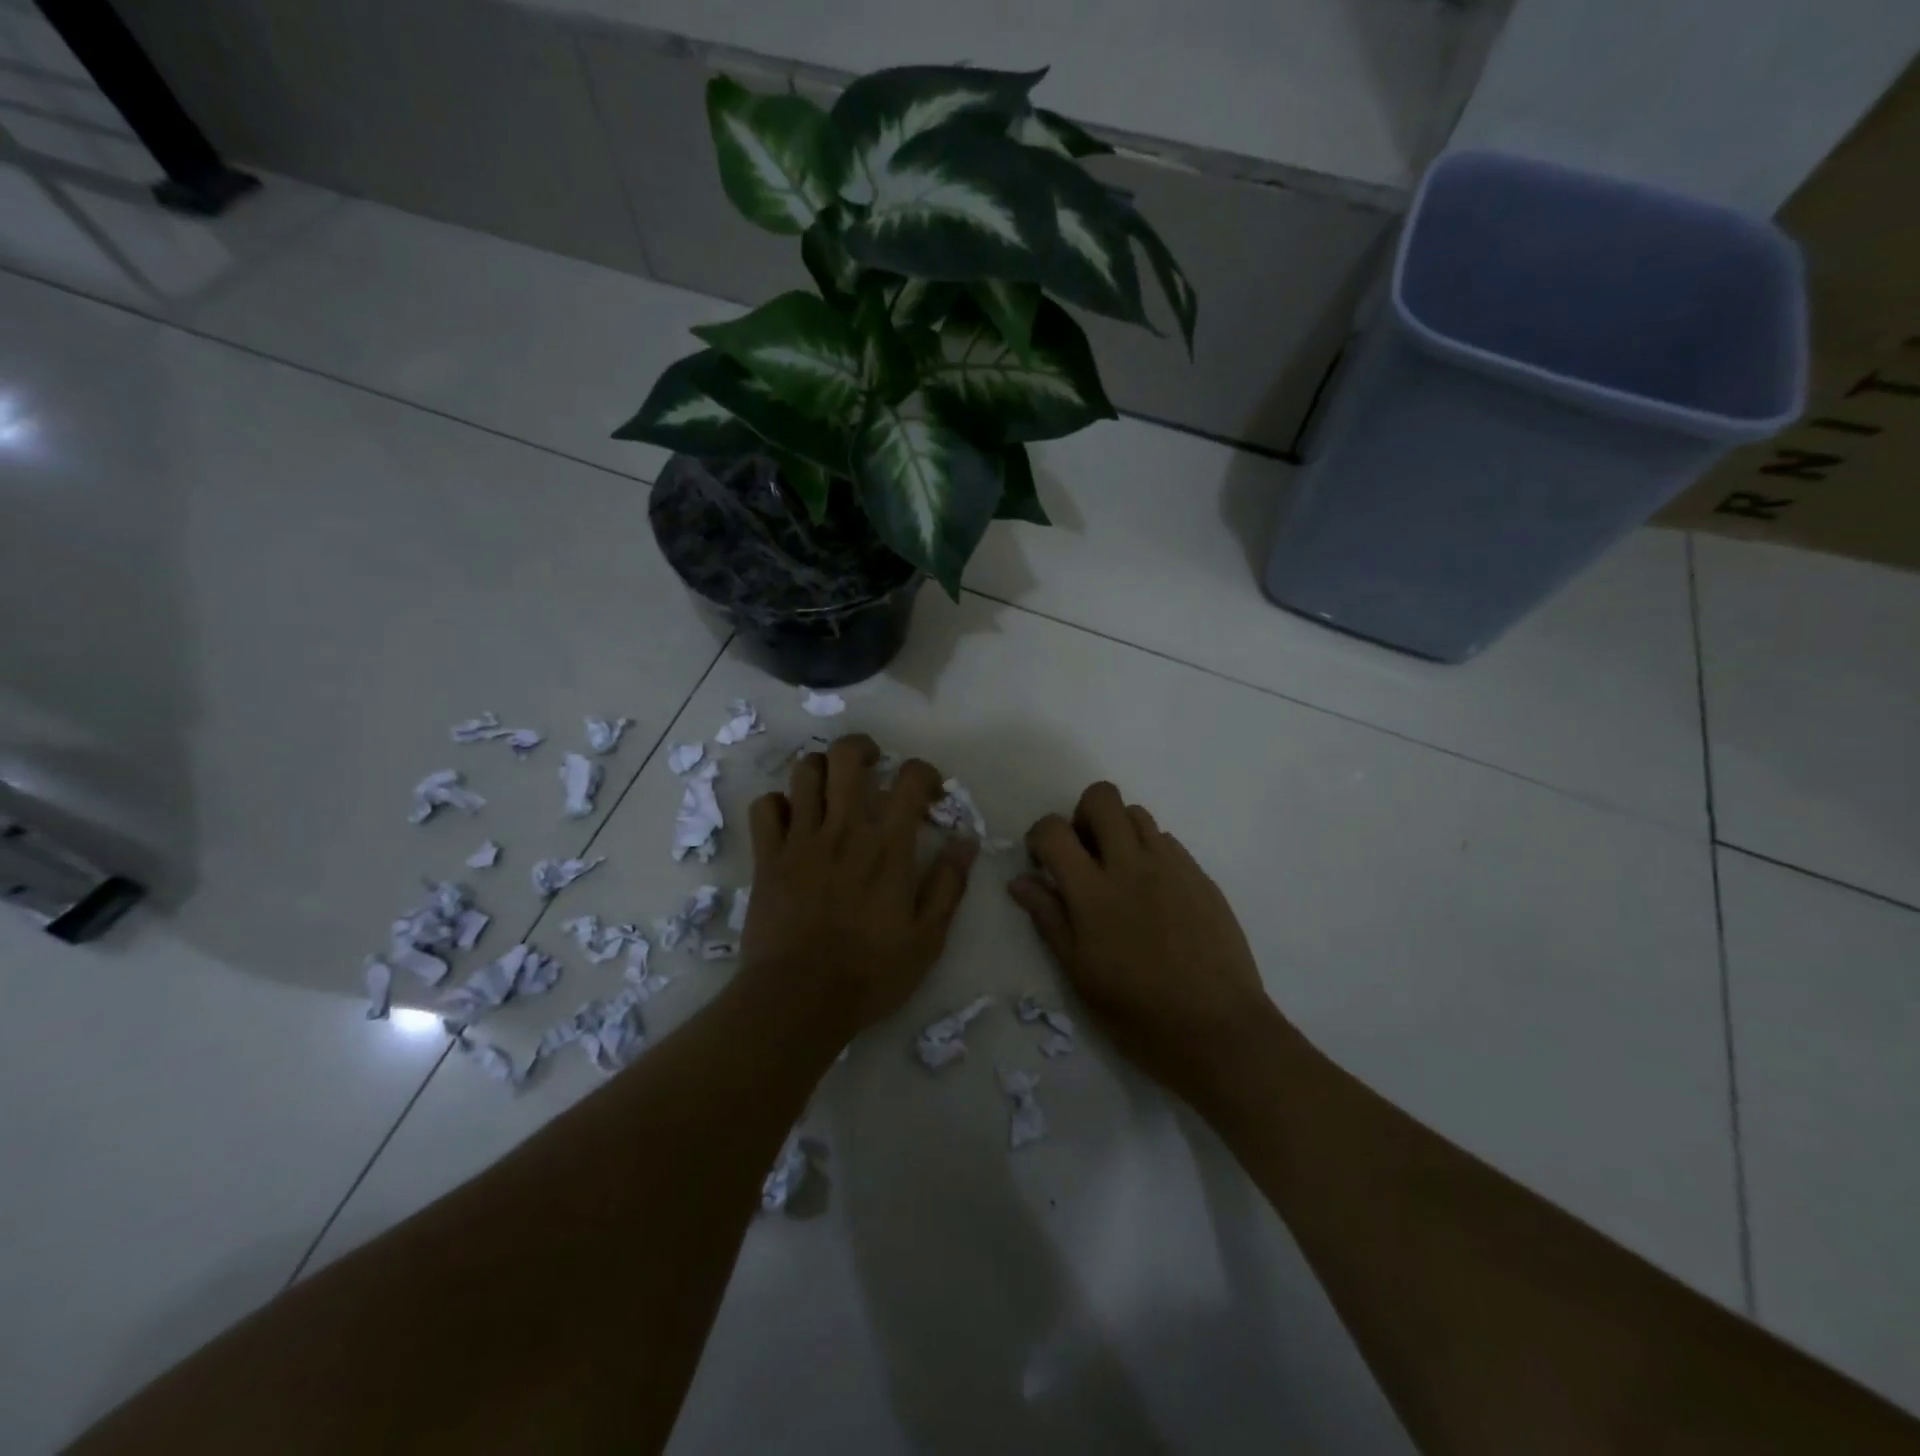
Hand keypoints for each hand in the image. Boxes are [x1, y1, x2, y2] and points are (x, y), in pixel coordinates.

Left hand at [741, 734, 977, 1037]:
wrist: (799, 999)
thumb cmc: (870, 973)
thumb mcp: (928, 938)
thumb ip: (949, 884)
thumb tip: (966, 841)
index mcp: (888, 846)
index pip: (910, 779)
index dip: (924, 773)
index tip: (929, 792)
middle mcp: (844, 829)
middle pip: (847, 757)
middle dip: (863, 748)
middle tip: (874, 765)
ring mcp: (801, 840)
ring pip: (804, 772)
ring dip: (821, 769)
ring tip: (832, 787)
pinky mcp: (768, 857)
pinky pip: (765, 807)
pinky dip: (779, 804)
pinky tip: (792, 820)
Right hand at [1010, 782, 1277, 1106]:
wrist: (1220, 1031)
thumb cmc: (1139, 1014)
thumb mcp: (1080, 974)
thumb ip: (1049, 919)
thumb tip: (1020, 882)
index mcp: (1094, 893)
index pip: (1054, 830)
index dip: (1039, 836)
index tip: (1042, 862)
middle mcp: (1133, 865)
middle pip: (1102, 798)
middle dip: (1081, 815)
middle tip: (1083, 855)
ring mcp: (1173, 866)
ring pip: (1138, 813)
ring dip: (1118, 830)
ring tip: (1119, 872)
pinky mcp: (1201, 877)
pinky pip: (1168, 841)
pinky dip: (1149, 851)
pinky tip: (1153, 893)